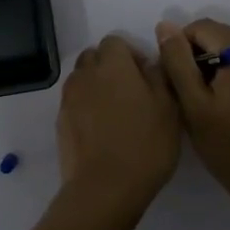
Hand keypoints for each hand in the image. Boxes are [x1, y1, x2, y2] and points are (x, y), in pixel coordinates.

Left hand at [54, 35, 181, 221]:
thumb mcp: (169, 108)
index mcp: (112, 65)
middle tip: (131, 92)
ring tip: (116, 112)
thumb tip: (150, 64)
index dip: (132, 54)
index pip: (115, 41)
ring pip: (82, 79)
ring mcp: (69, 99)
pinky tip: (102, 131)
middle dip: (110, 66)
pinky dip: (86, 107)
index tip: (146, 77)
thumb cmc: (145, 144)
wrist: (105, 188)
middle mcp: (85, 75)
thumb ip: (160, 76)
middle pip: (94, 57)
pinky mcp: (61, 122)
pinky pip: (75, 102)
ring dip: (97, 86)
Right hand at [157, 18, 229, 205]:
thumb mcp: (195, 105)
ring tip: (203, 103)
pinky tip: (224, 107)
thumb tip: (165, 25)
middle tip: (186, 94)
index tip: (173, 81)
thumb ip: (178, 62)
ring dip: (212, 67)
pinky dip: (229, 76)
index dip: (179, 48)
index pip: (200, 27)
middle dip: (196, 57)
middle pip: (217, 36)